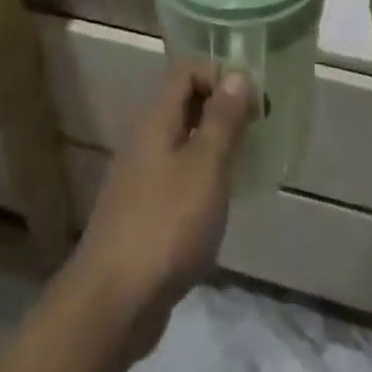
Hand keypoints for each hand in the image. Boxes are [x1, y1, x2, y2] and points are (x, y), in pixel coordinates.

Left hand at [63, 65, 252, 359]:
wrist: (114, 302)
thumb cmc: (166, 225)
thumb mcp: (205, 167)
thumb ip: (221, 120)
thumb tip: (236, 75)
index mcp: (155, 119)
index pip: (185, 70)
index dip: (220, 76)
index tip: (253, 103)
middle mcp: (144, 139)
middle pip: (183, 103)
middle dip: (221, 110)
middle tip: (257, 132)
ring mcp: (139, 176)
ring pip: (181, 141)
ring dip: (213, 145)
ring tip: (245, 166)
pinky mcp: (142, 211)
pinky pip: (177, 175)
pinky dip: (201, 178)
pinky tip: (220, 204)